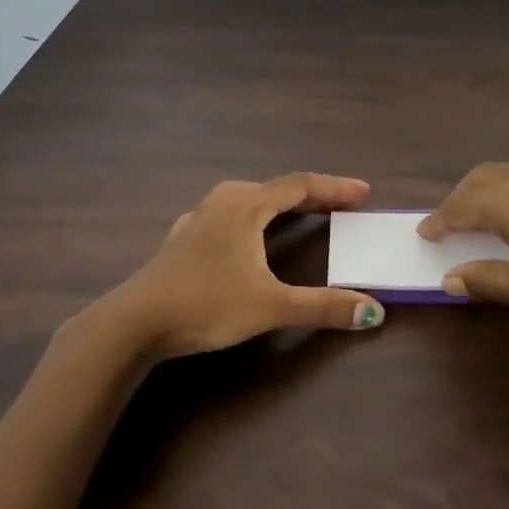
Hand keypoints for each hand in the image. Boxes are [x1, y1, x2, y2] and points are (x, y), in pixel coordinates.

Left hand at [107, 173, 386, 359]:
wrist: (135, 322)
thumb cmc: (206, 305)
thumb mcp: (271, 307)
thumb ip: (323, 307)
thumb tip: (374, 312)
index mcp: (246, 206)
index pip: (300, 186)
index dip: (334, 187)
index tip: (363, 192)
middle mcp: (222, 202)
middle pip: (274, 189)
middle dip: (310, 196)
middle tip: (339, 207)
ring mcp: (198, 218)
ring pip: (247, 199)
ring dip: (277, 205)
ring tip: (297, 215)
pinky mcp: (182, 239)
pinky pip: (226, 216)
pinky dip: (249, 219)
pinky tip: (243, 235)